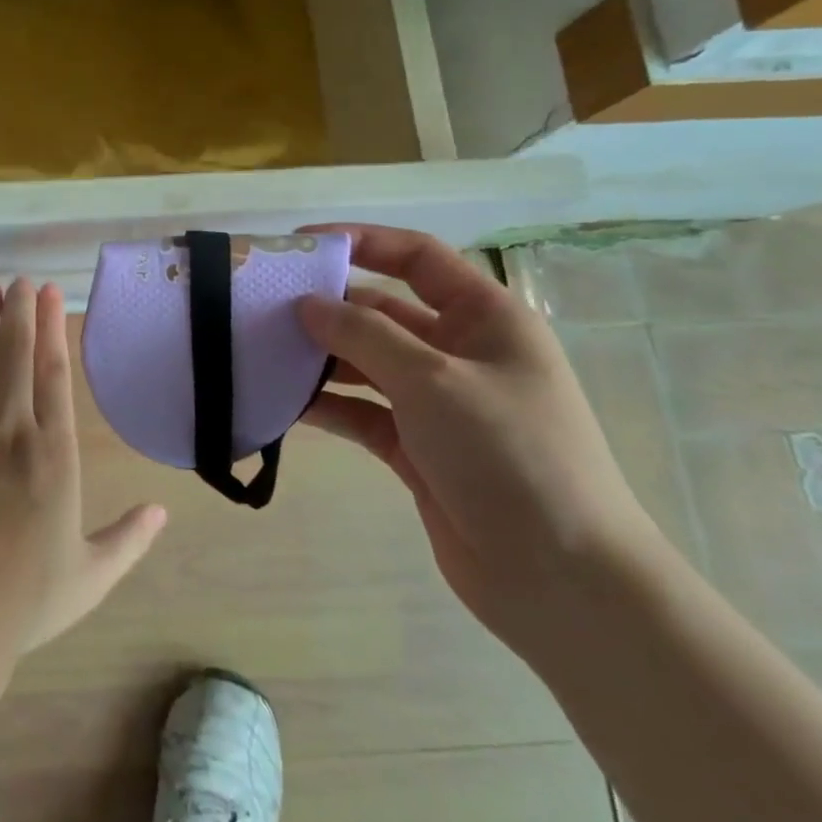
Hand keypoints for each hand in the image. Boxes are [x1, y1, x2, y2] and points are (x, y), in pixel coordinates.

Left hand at [0, 278, 166, 655]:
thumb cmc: (24, 598)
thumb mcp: (90, 575)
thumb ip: (129, 539)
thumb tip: (162, 511)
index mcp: (55, 454)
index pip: (55, 374)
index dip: (53, 329)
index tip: (49, 295)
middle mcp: (11, 430)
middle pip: (17, 355)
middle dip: (19, 312)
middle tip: (20, 280)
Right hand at [296, 225, 661, 650]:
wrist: (560, 578)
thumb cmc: (508, 454)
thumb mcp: (433, 380)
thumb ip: (363, 334)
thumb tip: (307, 304)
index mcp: (485, 318)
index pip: (417, 259)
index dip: (362, 242)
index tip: (300, 246)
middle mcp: (460, 353)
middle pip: (383, 311)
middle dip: (328, 306)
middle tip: (263, 306)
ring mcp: (437, 403)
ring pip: (366, 363)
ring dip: (320, 358)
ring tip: (261, 352)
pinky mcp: (416, 447)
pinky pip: (361, 412)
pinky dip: (326, 405)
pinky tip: (282, 403)